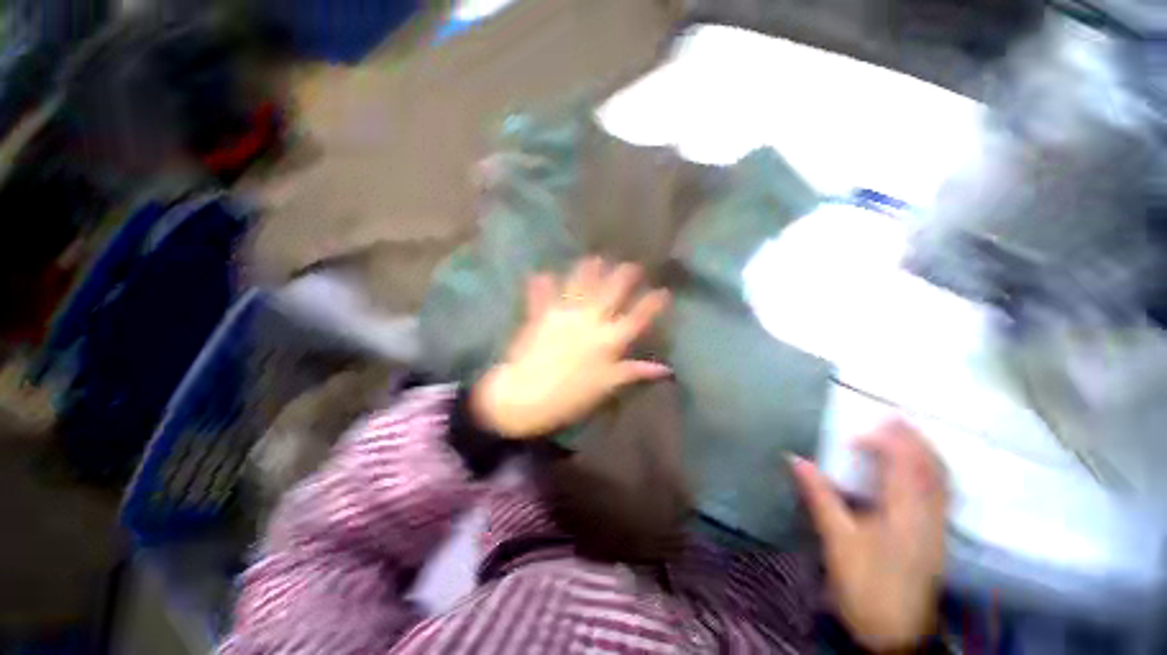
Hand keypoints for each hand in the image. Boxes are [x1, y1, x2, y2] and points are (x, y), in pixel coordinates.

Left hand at [472, 257, 671, 438]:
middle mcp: (590, 321)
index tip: (663, 291)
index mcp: (609, 340)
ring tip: (595, 258)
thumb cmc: (571, 397)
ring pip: (580, 286)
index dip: (652, 304)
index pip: (637, 318)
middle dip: (623, 276)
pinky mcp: (541, 316)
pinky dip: (541, 285)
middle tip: (632, 265)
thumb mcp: (607, 386)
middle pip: (611, 293)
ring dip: (588, 271)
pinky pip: (541, 296)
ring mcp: (565, 315)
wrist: (527, 396)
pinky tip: (542, 272)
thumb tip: (666, 369)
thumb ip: (634, 372)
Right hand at [791, 420, 947, 651]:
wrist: (896, 632)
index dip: (885, 442)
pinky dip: (933, 472)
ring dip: (925, 452)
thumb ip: (820, 496)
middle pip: (929, 467)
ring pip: (940, 479)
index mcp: (903, 512)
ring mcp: (937, 525)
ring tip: (907, 434)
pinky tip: (921, 470)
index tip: (858, 435)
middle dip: (912, 439)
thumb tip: (796, 459)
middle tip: (892, 417)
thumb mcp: (838, 541)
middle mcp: (927, 514)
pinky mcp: (937, 535)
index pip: (901, 464)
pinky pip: (942, 493)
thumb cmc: (865, 585)